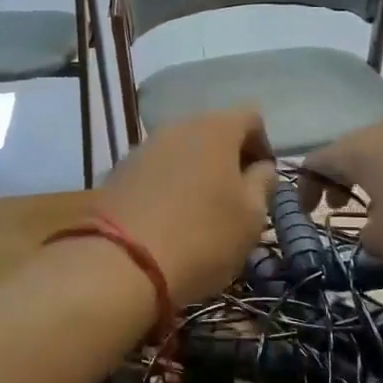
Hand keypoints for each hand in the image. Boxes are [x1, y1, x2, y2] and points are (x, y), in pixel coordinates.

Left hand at [97, 110, 277, 304]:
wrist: (121, 264)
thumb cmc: (202, 237)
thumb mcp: (252, 217)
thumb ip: (263, 184)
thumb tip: (260, 167)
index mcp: (216, 128)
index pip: (252, 118)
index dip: (263, 146)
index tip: (262, 182)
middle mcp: (178, 126)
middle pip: (213, 131)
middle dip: (228, 159)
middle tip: (235, 199)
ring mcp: (144, 146)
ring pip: (182, 150)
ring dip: (197, 172)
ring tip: (200, 212)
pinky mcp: (119, 170)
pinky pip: (156, 169)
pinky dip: (168, 185)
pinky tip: (169, 219)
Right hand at [299, 115, 382, 259]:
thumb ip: (367, 243)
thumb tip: (370, 237)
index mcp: (356, 151)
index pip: (314, 162)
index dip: (305, 188)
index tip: (309, 212)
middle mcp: (382, 129)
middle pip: (350, 152)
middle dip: (343, 181)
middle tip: (345, 207)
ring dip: (380, 179)